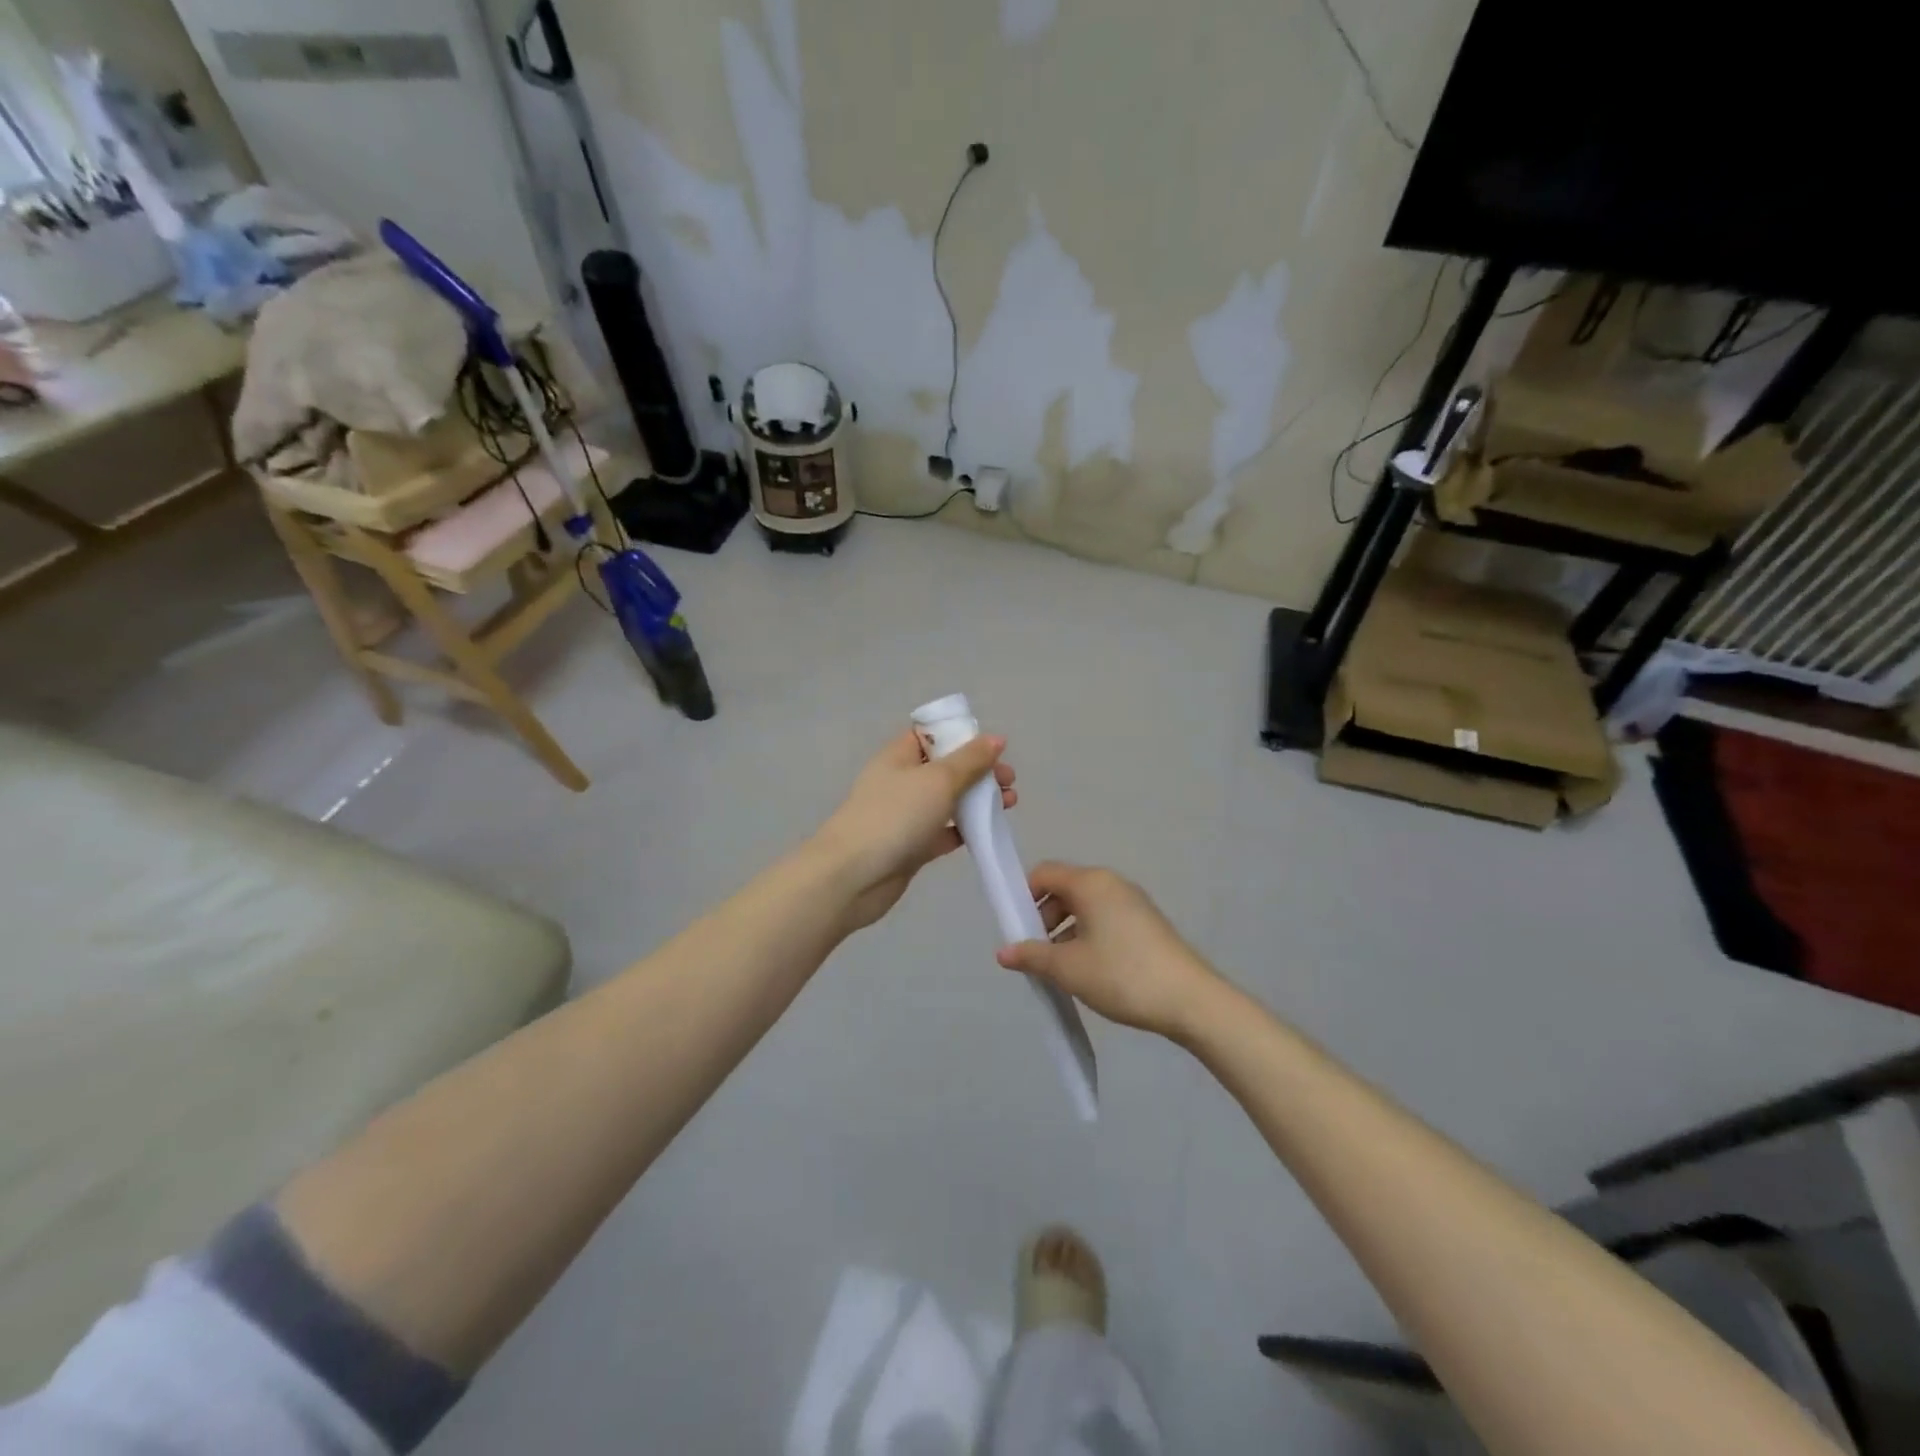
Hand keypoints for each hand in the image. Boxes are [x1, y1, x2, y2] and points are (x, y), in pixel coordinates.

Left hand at [815, 730, 1014, 931]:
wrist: (853, 876)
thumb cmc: (895, 816)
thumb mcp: (938, 780)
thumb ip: (970, 760)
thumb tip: (995, 738)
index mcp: (899, 755)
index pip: (931, 734)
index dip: (961, 736)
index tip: (992, 747)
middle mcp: (901, 781)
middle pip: (945, 768)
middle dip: (979, 771)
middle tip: (1009, 781)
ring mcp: (905, 815)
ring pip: (947, 801)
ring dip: (977, 800)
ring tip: (1010, 804)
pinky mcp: (911, 846)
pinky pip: (943, 832)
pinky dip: (964, 830)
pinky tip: (988, 832)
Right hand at [996, 863, 1223, 1039]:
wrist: (1191, 1000)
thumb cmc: (1122, 975)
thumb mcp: (1069, 968)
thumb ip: (1032, 956)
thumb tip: (1003, 952)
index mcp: (1090, 883)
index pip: (1044, 873)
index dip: (1023, 896)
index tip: (1016, 929)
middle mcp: (1111, 883)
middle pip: (1064, 889)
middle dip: (1043, 918)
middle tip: (1037, 954)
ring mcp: (1133, 902)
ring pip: (1085, 906)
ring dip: (1065, 931)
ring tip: (1062, 969)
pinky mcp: (1147, 922)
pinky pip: (1105, 918)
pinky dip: (1088, 935)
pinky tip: (1090, 970)